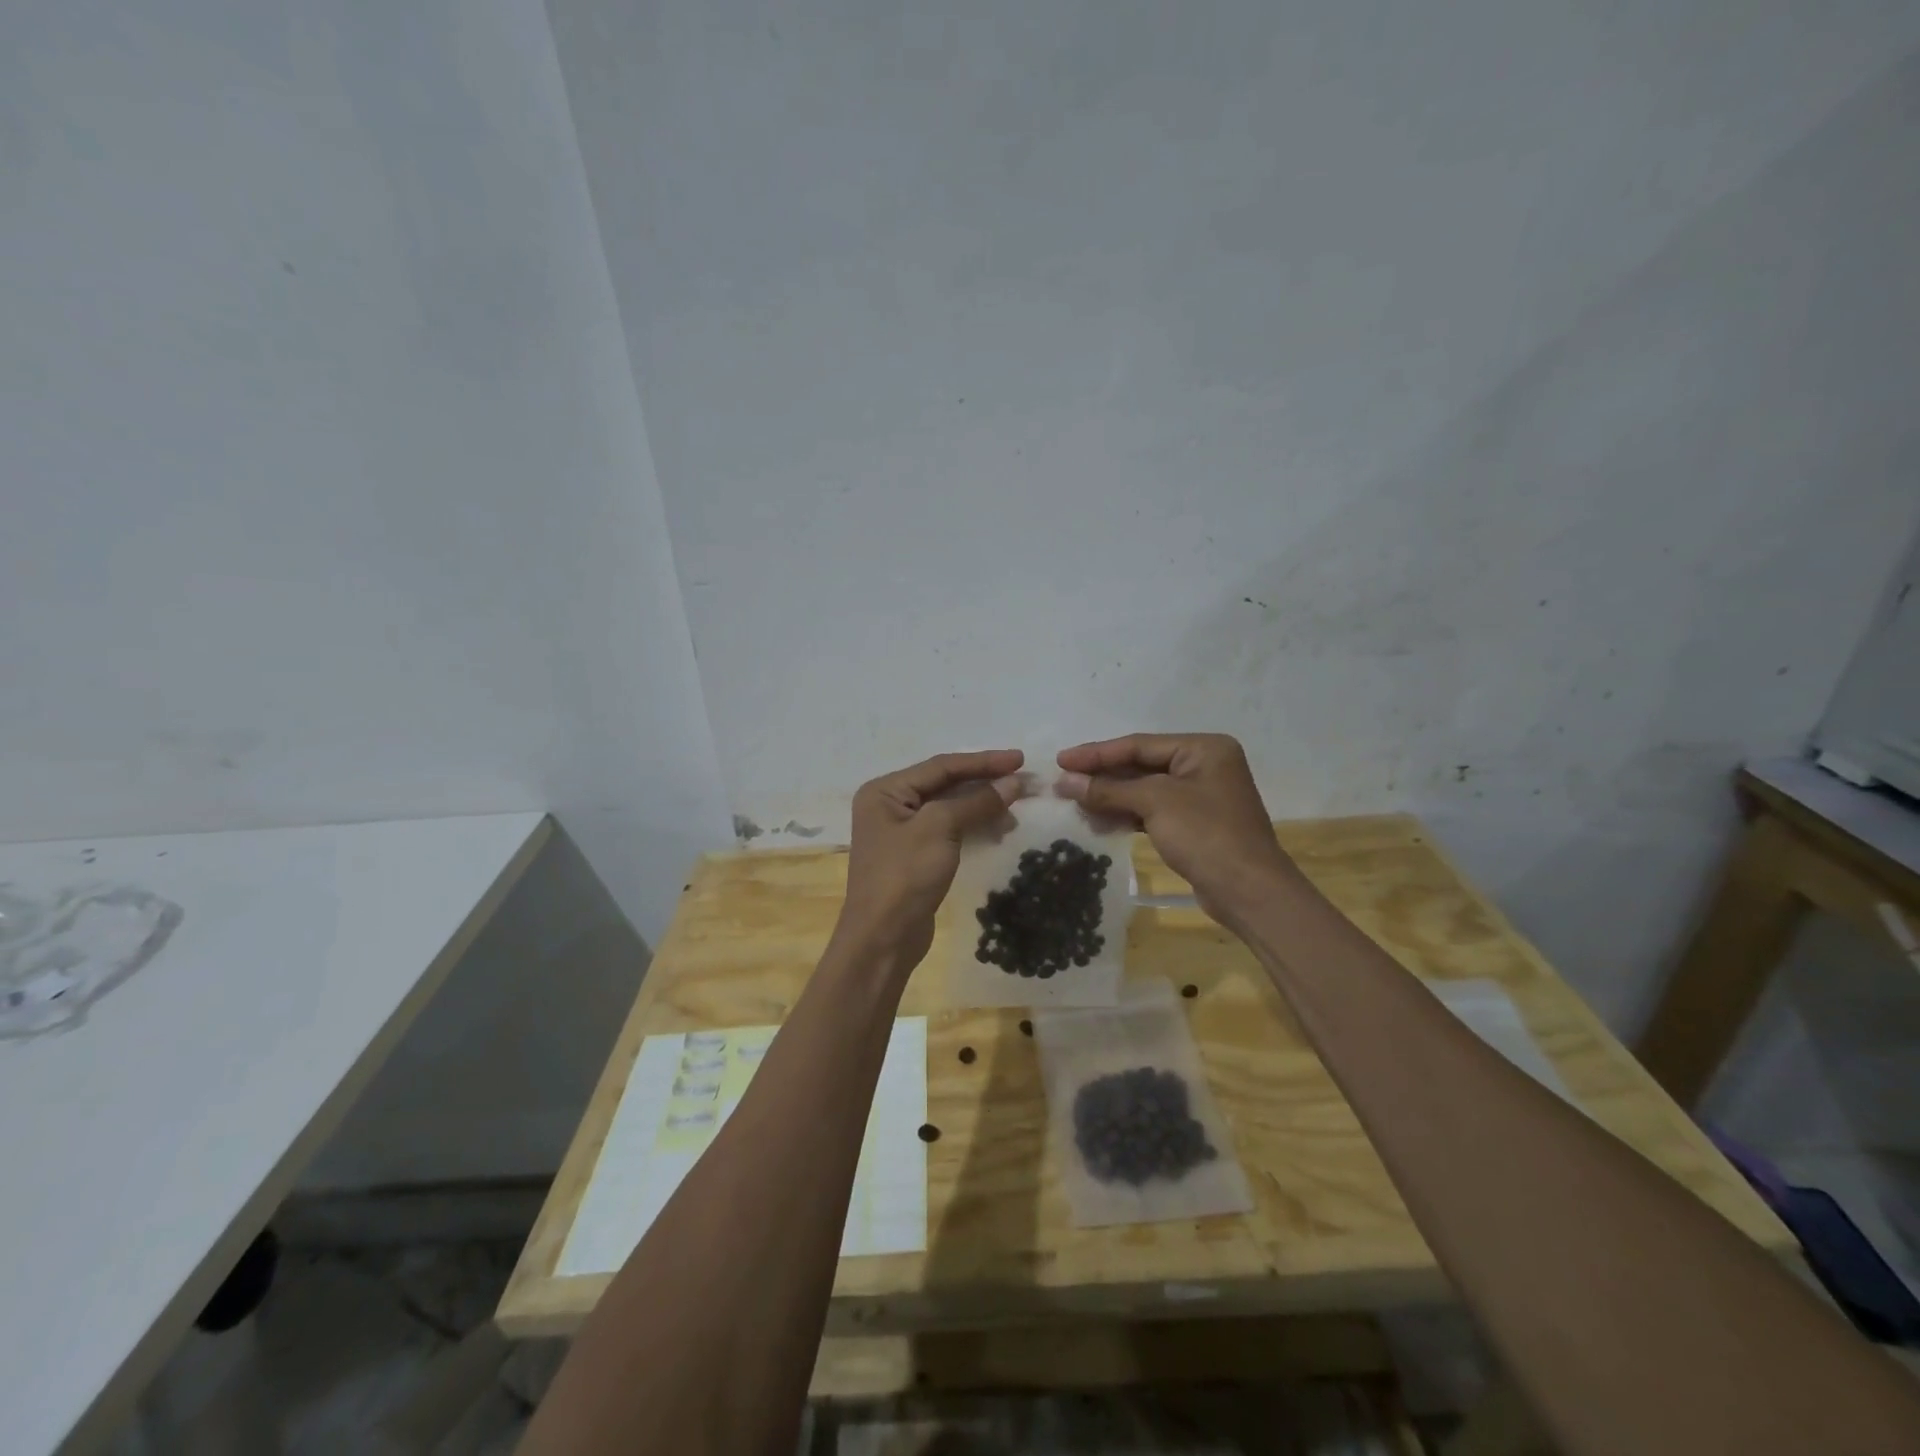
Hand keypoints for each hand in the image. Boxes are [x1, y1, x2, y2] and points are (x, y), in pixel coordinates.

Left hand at [839, 750, 1024, 968]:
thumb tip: (1014, 782)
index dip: (983, 761)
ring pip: (950, 808)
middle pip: (946, 784)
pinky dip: (974, 825)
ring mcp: (902, 832)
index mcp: (886, 790)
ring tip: (1017, 808)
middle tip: (1024, 781)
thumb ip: (977, 801)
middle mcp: (890, 805)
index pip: (942, 766)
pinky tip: (1000, 828)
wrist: (883, 939)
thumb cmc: (904, 875)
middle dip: (985, 783)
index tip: (1020, 759)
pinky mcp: (916, 856)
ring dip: (983, 805)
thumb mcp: (940, 829)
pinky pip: (949, 830)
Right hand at [1056, 733, 1299, 930]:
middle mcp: (1204, 766)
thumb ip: (1108, 789)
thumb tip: (1065, 781)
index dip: (1097, 753)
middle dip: (1102, 775)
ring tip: (1073, 802)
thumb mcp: (1155, 803)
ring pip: (1145, 789)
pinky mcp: (1195, 824)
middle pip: (1141, 765)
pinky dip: (1126, 814)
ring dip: (1110, 796)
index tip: (1061, 760)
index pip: (1139, 744)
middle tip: (1063, 781)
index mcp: (1203, 748)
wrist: (1249, 891)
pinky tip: (1099, 820)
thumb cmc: (1206, 834)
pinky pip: (1153, 810)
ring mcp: (1201, 796)